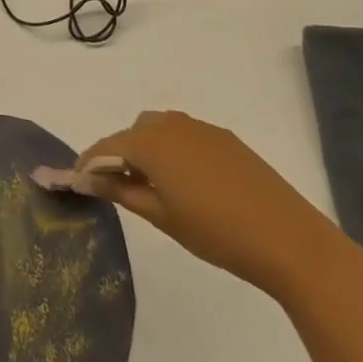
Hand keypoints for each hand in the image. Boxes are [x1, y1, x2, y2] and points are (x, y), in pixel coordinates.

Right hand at [58, 110, 353, 302]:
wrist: (287, 237)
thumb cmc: (215, 231)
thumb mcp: (160, 216)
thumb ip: (120, 191)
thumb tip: (86, 179)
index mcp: (151, 141)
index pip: (106, 146)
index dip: (88, 164)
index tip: (75, 182)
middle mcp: (172, 123)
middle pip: (132, 133)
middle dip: (119, 155)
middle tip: (117, 189)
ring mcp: (201, 128)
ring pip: (159, 130)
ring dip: (147, 150)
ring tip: (152, 187)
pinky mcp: (225, 138)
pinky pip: (185, 135)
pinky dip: (173, 151)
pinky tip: (186, 183)